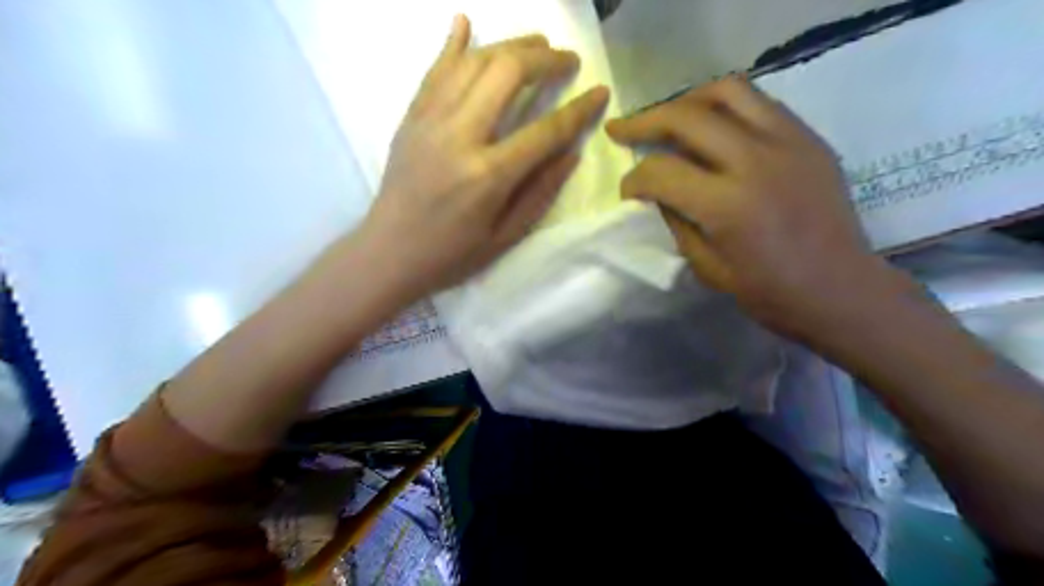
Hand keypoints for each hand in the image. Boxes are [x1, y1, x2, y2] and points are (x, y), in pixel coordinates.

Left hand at [357, 15, 612, 302]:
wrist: (388, 253)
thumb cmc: (452, 253)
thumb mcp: (506, 236)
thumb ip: (540, 192)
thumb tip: (572, 153)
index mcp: (488, 175)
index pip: (545, 130)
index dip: (579, 109)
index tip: (600, 92)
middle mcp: (459, 136)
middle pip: (507, 74)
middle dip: (544, 59)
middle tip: (566, 60)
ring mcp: (429, 121)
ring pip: (473, 62)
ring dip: (509, 45)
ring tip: (536, 43)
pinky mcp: (411, 118)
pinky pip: (434, 69)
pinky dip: (453, 43)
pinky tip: (466, 22)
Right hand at [608, 75, 901, 338]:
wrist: (840, 289)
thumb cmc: (769, 292)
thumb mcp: (706, 267)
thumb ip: (677, 222)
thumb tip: (658, 193)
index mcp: (727, 205)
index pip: (662, 172)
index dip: (634, 179)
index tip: (627, 191)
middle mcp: (756, 161)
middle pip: (687, 118)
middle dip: (644, 122)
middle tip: (622, 130)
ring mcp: (788, 142)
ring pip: (727, 92)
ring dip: (686, 101)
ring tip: (667, 118)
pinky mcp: (808, 138)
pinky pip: (759, 103)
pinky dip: (724, 108)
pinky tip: (711, 127)